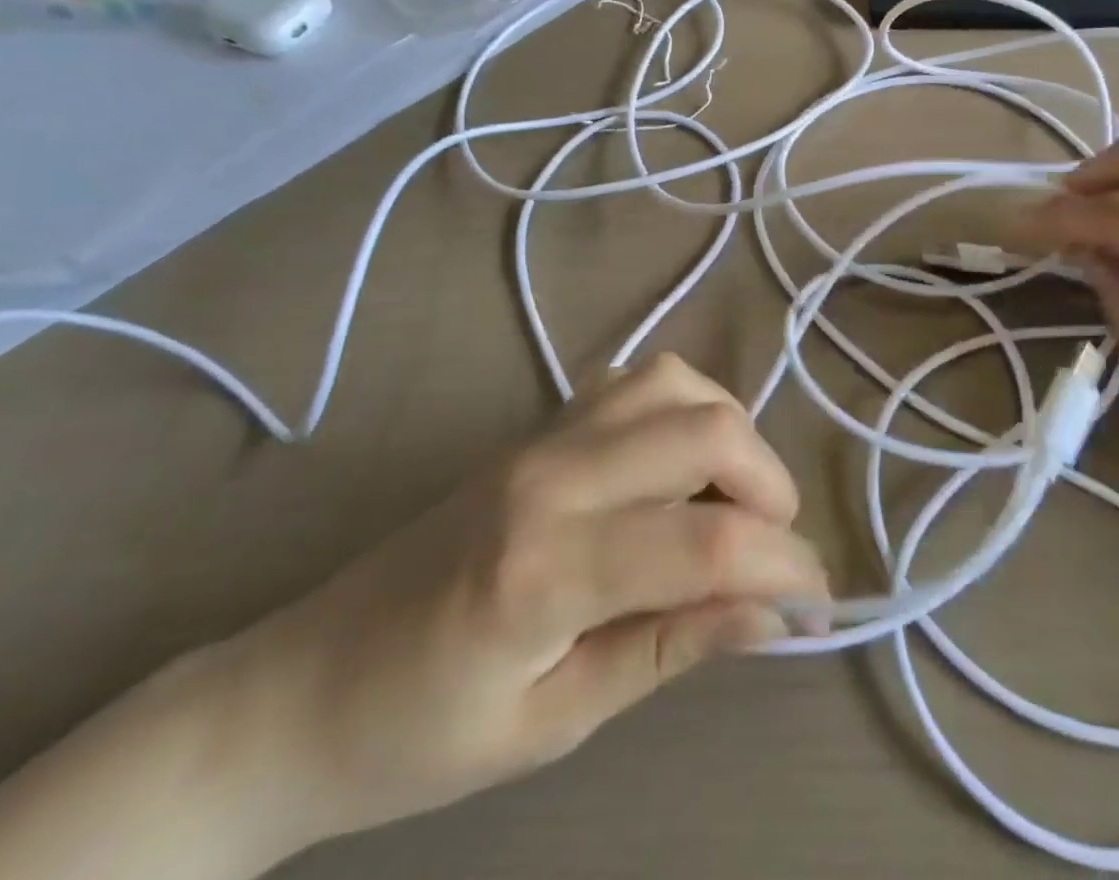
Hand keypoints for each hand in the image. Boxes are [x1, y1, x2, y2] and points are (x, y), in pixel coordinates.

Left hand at [221, 354, 828, 851]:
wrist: (298, 686)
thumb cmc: (418, 736)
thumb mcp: (554, 723)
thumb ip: (669, 647)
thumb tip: (772, 613)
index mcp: (547, 567)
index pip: (708, 540)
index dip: (786, 566)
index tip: (820, 604)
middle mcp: (552, 474)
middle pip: (704, 428)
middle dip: (770, 482)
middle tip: (776, 549)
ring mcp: (541, 436)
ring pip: (673, 382)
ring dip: (729, 432)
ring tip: (734, 500)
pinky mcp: (536, 426)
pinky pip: (633, 381)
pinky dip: (682, 407)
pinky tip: (677, 465)